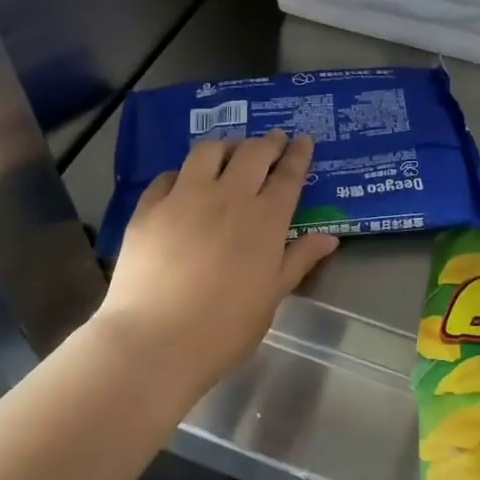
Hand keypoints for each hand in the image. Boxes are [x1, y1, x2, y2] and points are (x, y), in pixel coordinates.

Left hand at [97, 131, 338, 389]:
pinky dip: (184, 173)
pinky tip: (184, 183)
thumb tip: (329, 238)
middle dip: (268, 142)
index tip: (303, 140)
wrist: (156, 340)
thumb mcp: (272, 296)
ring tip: (230, 153)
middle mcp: (228, 197)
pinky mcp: (149, 208)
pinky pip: (168, 175)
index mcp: (265, 220)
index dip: (299, 154)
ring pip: (208, 151)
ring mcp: (184, 197)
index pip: (288, 175)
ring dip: (226, 147)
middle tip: (274, 140)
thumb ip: (299, 260)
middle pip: (253, 153)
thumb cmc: (225, 327)